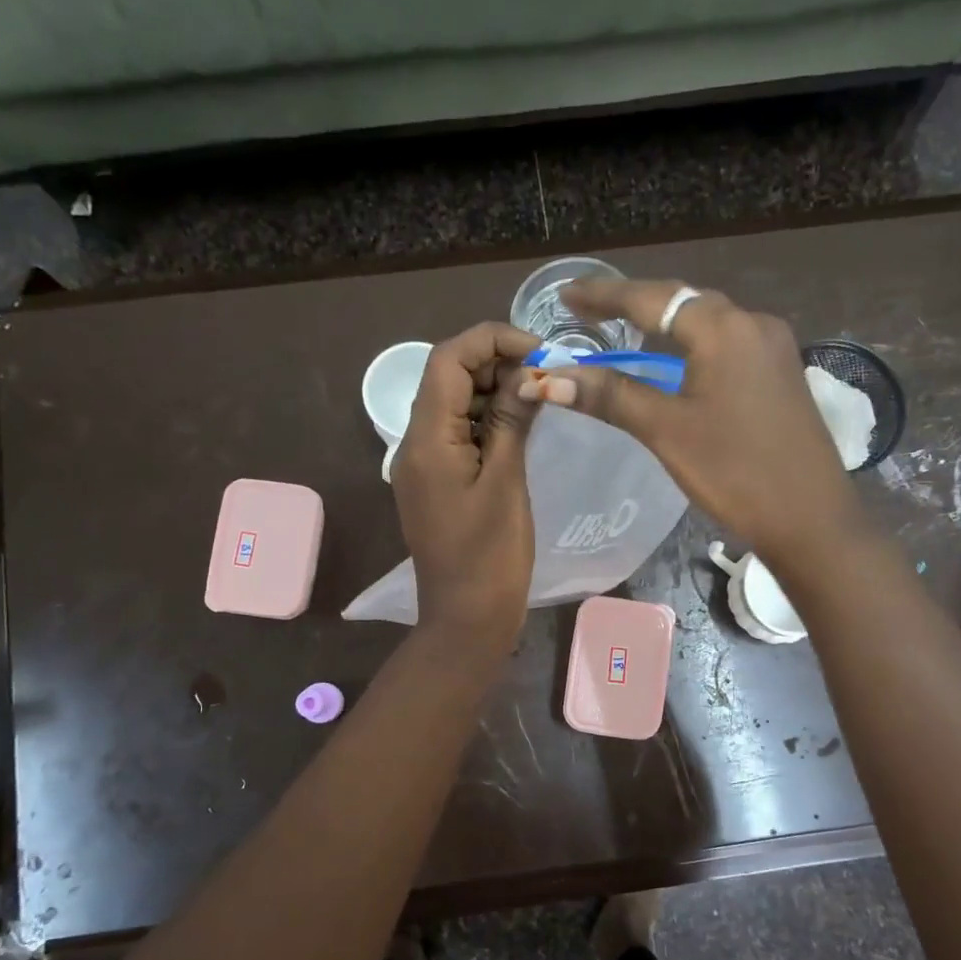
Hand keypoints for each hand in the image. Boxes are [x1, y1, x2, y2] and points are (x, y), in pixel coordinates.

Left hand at [392, 322, 539, 649]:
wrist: (466, 618)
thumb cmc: (490, 556)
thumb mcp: (506, 483)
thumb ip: (512, 421)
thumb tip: (529, 374)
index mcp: (426, 439)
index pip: (449, 359)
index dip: (493, 340)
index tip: (540, 352)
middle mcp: (415, 443)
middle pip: (448, 377)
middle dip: (496, 363)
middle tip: (546, 376)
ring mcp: (423, 464)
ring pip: (453, 404)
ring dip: (493, 391)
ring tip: (540, 397)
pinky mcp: (437, 482)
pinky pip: (457, 434)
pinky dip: (487, 421)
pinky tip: (520, 426)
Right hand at [519, 279, 861, 562]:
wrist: (811, 518)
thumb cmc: (735, 472)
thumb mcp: (666, 431)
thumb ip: (611, 395)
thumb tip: (550, 378)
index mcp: (724, 328)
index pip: (652, 298)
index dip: (604, 296)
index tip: (565, 295)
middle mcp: (754, 324)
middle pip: (683, 302)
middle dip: (634, 305)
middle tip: (588, 313)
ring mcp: (774, 348)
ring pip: (708, 323)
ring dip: (665, 325)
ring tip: (625, 332)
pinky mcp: (782, 374)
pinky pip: (728, 345)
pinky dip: (693, 346)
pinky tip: (677, 363)